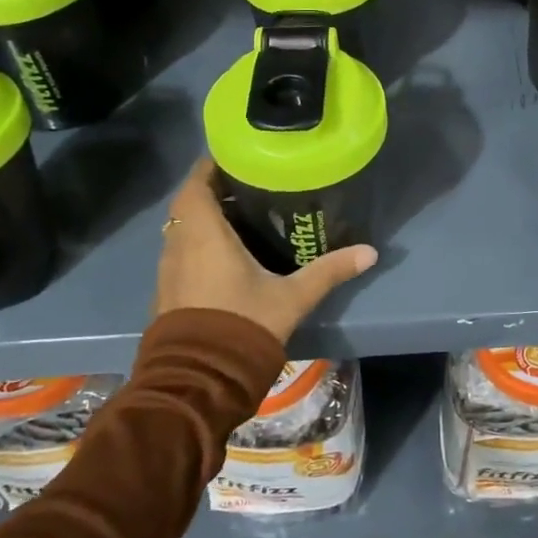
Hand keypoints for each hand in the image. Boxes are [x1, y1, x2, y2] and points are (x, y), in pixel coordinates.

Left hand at [155, 156, 378, 341]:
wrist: (199, 380)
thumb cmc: (242, 324)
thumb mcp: (293, 296)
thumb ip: (329, 270)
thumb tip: (370, 252)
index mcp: (204, 233)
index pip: (196, 182)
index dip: (212, 165)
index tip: (237, 156)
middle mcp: (179, 244)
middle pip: (189, 203)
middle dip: (215, 190)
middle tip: (250, 184)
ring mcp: (168, 269)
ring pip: (182, 228)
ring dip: (205, 218)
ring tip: (242, 214)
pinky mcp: (167, 291)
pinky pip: (181, 251)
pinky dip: (199, 242)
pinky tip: (227, 253)